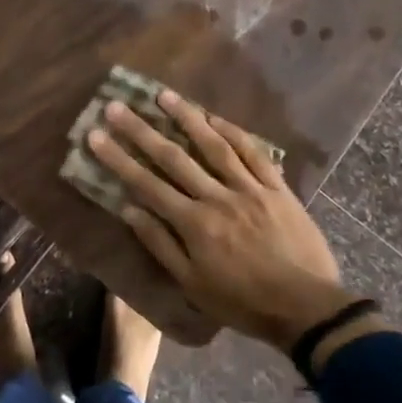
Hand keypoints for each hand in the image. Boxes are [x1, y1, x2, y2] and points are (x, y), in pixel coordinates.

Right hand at [86, 91, 358, 350]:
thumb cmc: (243, 302)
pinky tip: (215, 117)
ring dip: (187, 118)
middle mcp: (217, 197)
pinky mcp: (276, 187)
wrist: (305, 307)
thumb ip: (161, 244)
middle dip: (141, 130)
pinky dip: (233, 132)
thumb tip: (129, 209)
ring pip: (214, 145)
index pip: (147, 184)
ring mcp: (249, 188)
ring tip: (164, 95)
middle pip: (173, 157)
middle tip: (117, 105)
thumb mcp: (193, 285)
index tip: (96, 135)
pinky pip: (253, 153)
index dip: (119, 158)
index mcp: (193, 223)